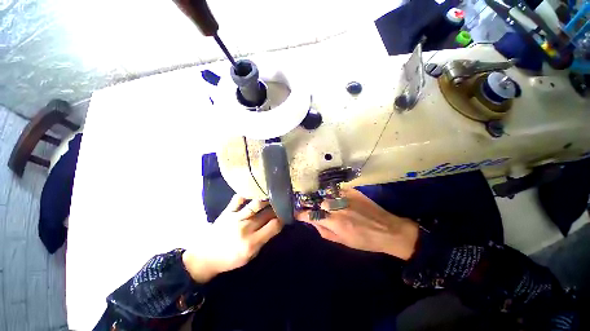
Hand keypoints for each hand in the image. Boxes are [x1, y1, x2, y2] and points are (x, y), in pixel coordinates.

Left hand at [183, 196, 282, 282]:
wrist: (205, 257)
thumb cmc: (230, 259)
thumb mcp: (250, 256)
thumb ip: (264, 240)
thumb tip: (276, 225)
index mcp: (252, 242)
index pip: (274, 225)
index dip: (283, 219)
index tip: (286, 215)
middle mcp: (246, 227)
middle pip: (267, 213)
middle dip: (277, 208)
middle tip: (282, 203)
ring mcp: (236, 217)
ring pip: (257, 204)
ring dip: (267, 199)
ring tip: (273, 195)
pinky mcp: (227, 211)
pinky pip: (238, 199)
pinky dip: (247, 193)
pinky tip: (254, 189)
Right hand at [296, 189, 418, 259]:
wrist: (387, 230)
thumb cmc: (364, 240)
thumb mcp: (342, 242)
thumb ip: (324, 231)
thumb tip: (312, 222)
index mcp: (334, 222)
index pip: (311, 215)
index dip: (302, 214)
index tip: (298, 213)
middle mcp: (337, 207)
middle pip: (318, 202)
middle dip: (314, 206)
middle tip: (313, 208)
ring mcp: (345, 197)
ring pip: (326, 195)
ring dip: (323, 199)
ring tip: (325, 202)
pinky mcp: (352, 191)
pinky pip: (337, 191)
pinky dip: (333, 194)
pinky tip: (336, 198)